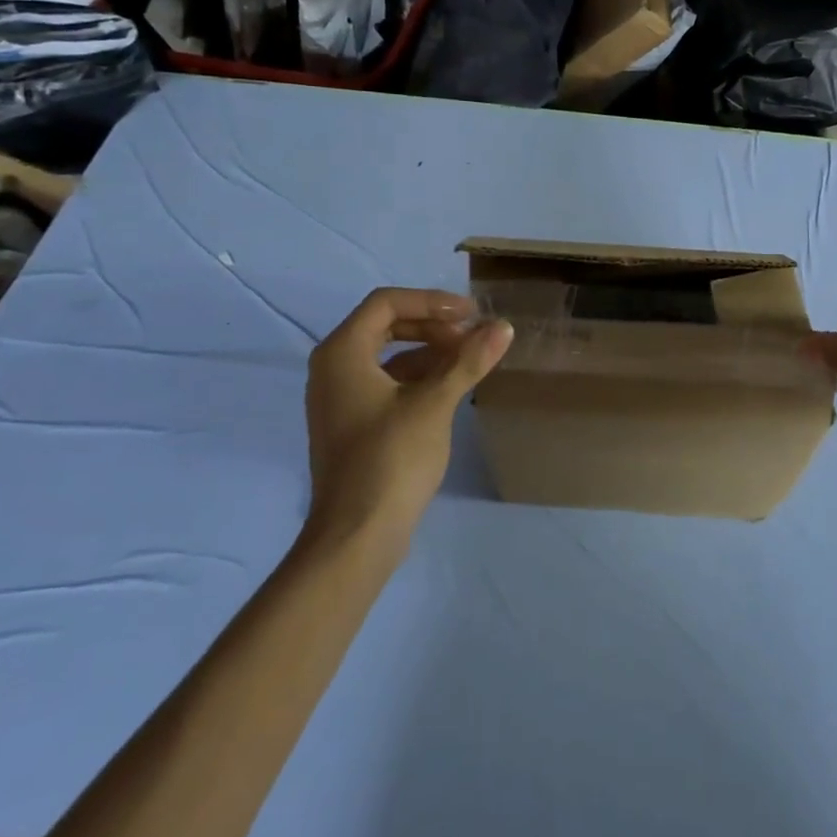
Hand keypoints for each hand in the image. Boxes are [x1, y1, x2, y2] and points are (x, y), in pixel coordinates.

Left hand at [304, 288, 512, 551]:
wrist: (357, 535)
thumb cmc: (391, 459)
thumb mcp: (435, 404)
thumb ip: (468, 361)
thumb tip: (503, 327)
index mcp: (342, 353)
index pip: (387, 303)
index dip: (432, 301)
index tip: (471, 314)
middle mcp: (333, 367)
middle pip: (386, 325)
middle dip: (432, 325)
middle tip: (472, 335)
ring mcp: (340, 397)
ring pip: (388, 355)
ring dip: (429, 351)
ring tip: (471, 360)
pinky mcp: (352, 423)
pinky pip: (386, 382)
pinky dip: (419, 377)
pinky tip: (451, 388)